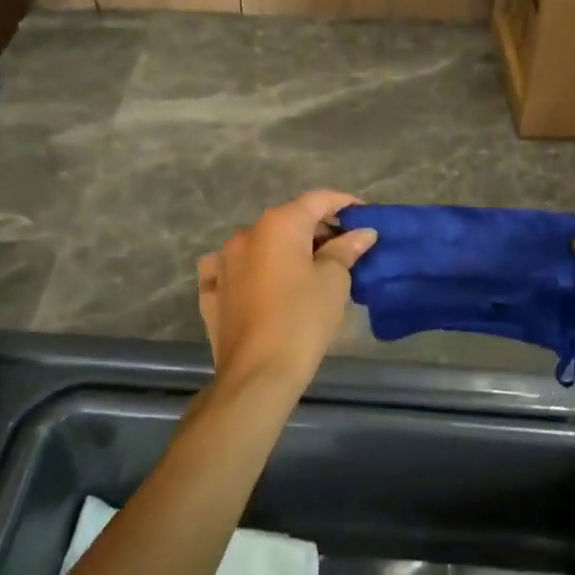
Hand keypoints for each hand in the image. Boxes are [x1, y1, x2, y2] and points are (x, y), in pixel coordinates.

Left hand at [197, 191, 376, 396]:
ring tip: (308, 269)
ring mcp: (223, 261)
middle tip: (344, 247)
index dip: (343, 203)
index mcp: (278, 224)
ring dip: (285, 249)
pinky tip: (263, 282)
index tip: (363, 215)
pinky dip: (253, 268)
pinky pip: (234, 268)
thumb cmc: (302, 320)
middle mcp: (246, 233)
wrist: (257, 375)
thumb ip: (346, 249)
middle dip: (317, 229)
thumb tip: (362, 232)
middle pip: (289, 220)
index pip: (317, 200)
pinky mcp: (211, 291)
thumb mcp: (334, 281)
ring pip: (261, 243)